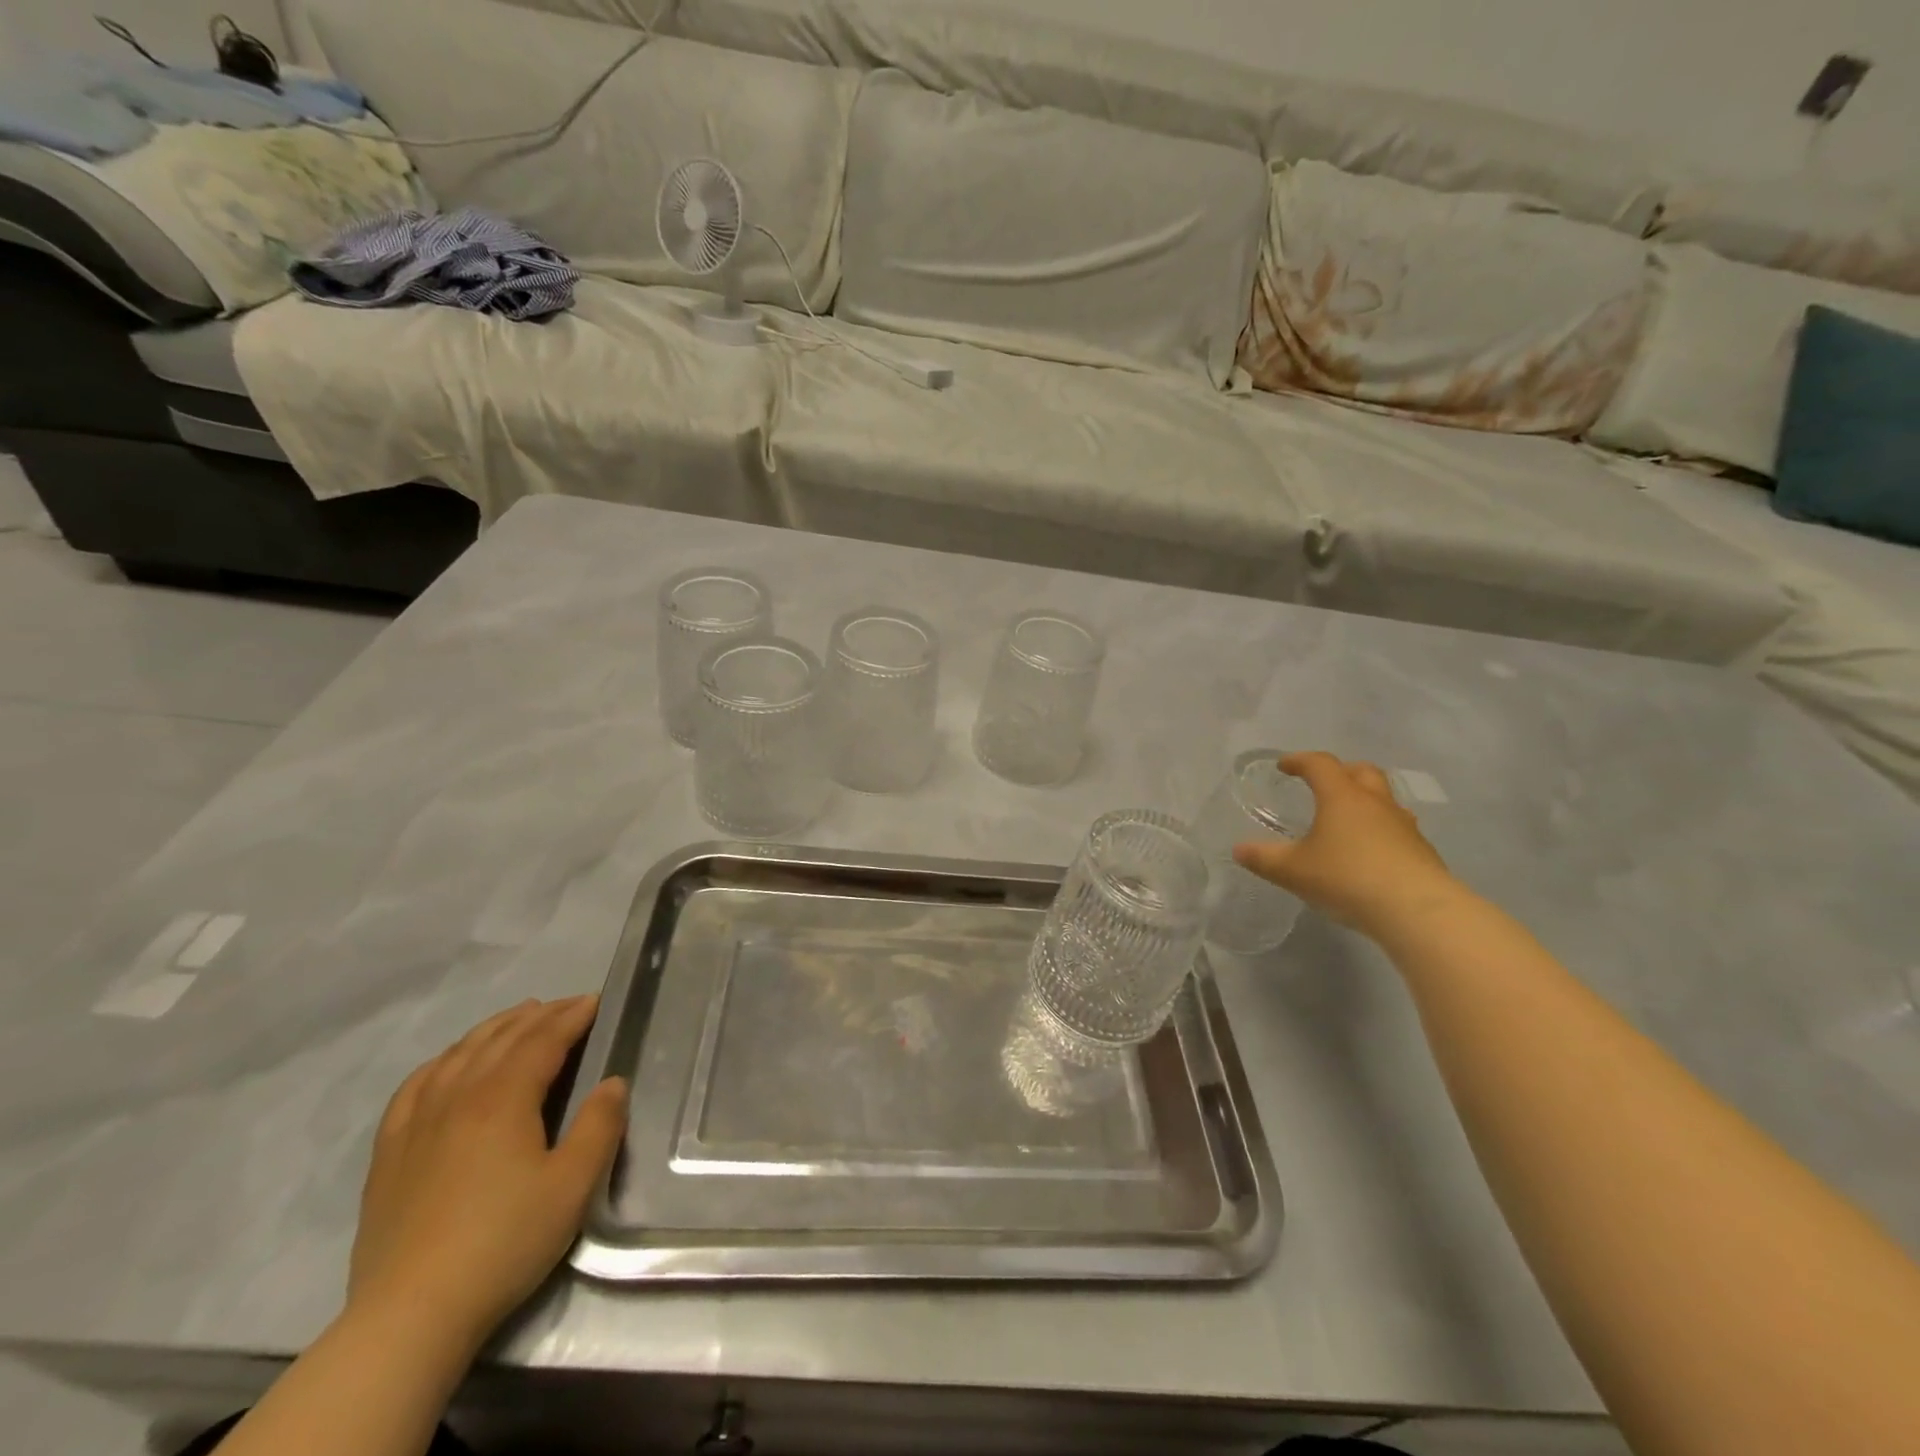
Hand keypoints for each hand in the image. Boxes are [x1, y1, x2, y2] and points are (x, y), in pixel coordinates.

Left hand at [347, 996, 627, 1352]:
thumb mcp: (573, 1186)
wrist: (410, 1315)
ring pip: (458, 1054)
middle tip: (567, 1005)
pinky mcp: (390, 1153)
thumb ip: (599, 1126)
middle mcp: (458, 1096)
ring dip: (494, 1029)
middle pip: (501, 1039)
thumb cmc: (503, 1242)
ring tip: (518, 1018)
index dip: (572, 1016)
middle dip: (539, 1015)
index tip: (595, 1001)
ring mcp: (417, 1123)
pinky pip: (415, 1086)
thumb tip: (612, 1084)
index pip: (543, 1040)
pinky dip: (442, 1061)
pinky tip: (449, 1063)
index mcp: (503, 1098)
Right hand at [1233, 751, 1461, 938]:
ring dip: (1365, 800)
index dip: (1299, 761)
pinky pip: (1397, 828)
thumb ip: (1263, 859)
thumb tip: (1239, 850)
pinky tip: (1369, 854)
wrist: (1416, 911)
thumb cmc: (1347, 878)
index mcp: (1342, 797)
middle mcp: (1375, 803)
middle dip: (1340, 771)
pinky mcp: (1422, 851)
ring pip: (1384, 799)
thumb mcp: (1293, 871)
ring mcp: (1404, 826)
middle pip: (1361, 771)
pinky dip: (1380, 830)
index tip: (1283, 766)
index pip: (1320, 764)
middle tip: (1322, 784)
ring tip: (1347, 820)